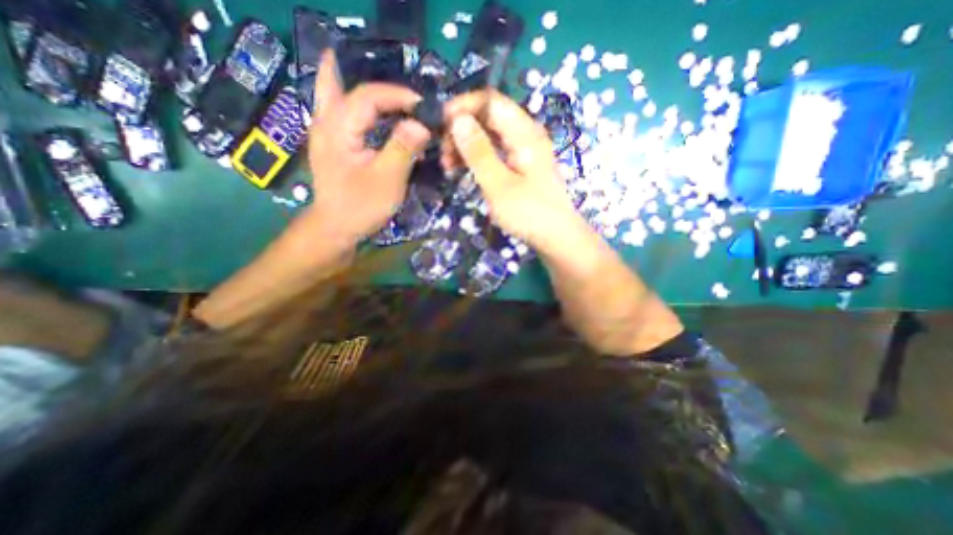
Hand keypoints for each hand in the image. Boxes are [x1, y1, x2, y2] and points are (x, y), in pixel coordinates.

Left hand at [306, 50, 432, 245]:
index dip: (397, 95)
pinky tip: (369, 111)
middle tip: (381, 65)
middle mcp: (325, 123)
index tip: (422, 106)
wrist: (336, 228)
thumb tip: (422, 124)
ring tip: (374, 79)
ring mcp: (324, 134)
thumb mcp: (387, 180)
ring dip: (352, 82)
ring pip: (332, 95)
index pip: (368, 96)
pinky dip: (354, 104)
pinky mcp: (331, 147)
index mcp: (338, 129)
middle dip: (356, 69)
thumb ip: (403, 148)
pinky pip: (339, 113)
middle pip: (334, 81)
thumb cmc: (361, 206)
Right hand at [441, 91, 580, 248]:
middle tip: (443, 155)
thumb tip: (457, 119)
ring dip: (467, 146)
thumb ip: (478, 152)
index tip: (440, 125)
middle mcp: (525, 135)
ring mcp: (523, 151)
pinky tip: (464, 170)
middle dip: (461, 130)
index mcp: (524, 133)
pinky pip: (494, 152)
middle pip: (488, 118)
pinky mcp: (520, 166)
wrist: (556, 237)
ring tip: (449, 166)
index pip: (491, 101)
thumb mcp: (499, 185)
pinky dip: (477, 158)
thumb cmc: (529, 214)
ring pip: (489, 136)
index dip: (463, 107)